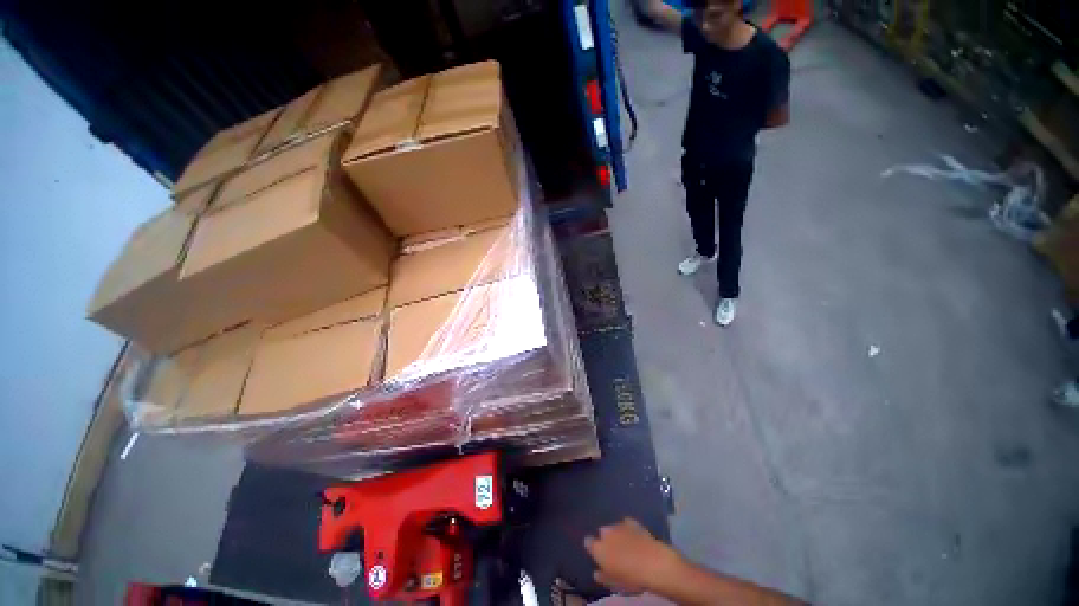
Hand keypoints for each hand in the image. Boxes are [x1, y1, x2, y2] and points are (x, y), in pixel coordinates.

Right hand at [584, 518, 683, 593]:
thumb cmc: (631, 578)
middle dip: (606, 540)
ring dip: (616, 534)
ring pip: (613, 528)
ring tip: (625, 545)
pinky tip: (633, 536)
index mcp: (598, 548)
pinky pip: (626, 523)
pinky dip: (627, 528)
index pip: (588, 542)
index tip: (596, 553)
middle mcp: (606, 533)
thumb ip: (603, 576)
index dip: (592, 547)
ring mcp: (619, 525)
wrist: (654, 564)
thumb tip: (596, 573)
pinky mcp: (633, 522)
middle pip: (602, 533)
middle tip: (614, 552)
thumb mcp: (614, 584)